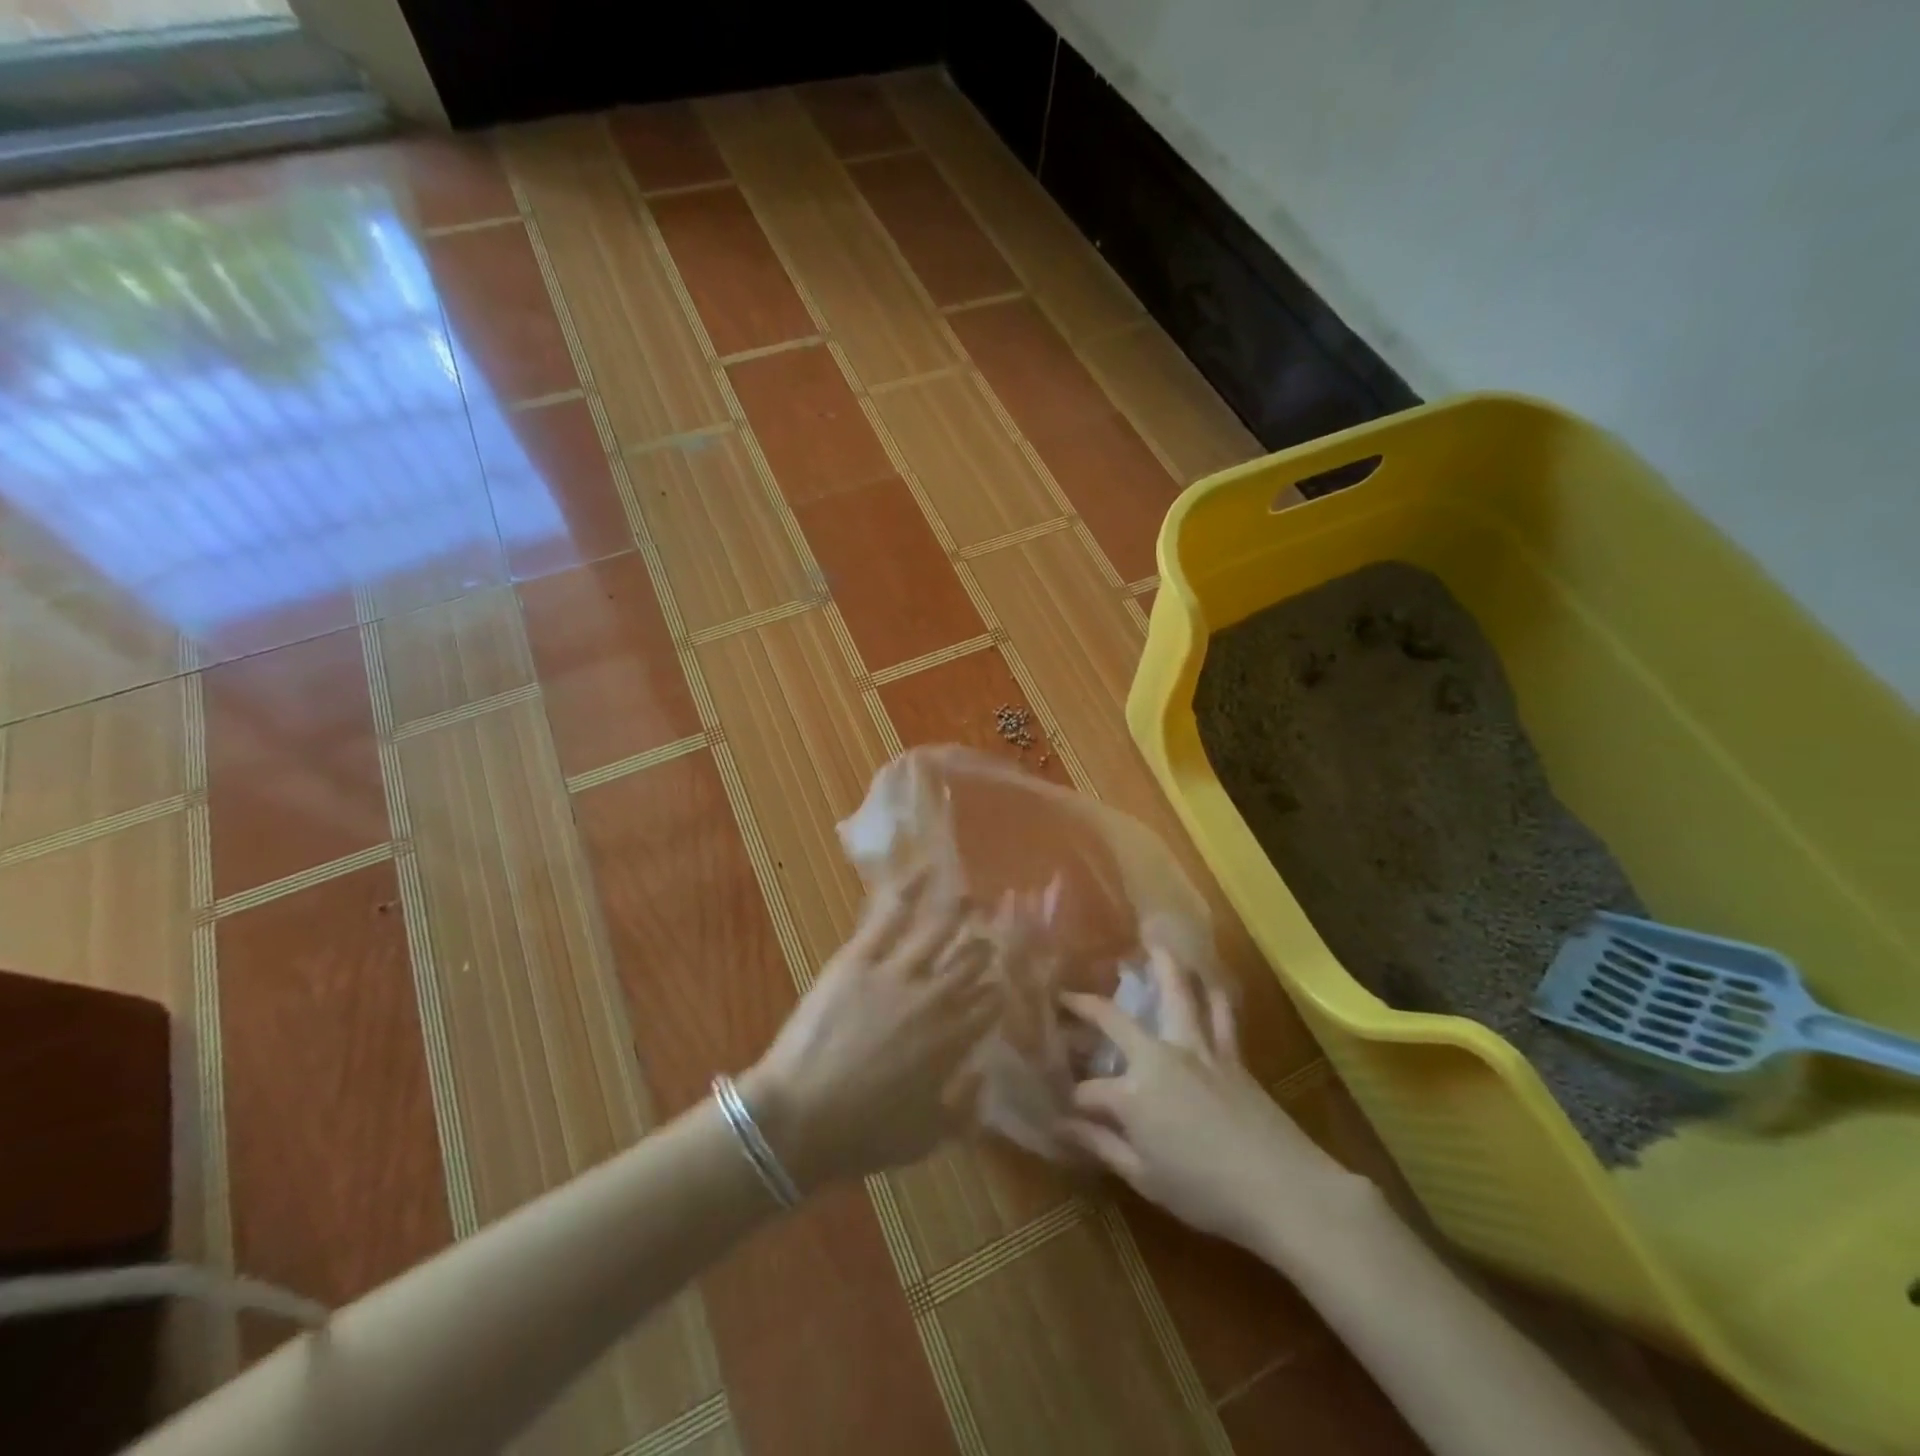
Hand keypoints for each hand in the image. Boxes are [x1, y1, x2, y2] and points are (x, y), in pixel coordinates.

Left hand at [743, 870, 1002, 1190]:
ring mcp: (897, 972)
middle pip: (970, 963)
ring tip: (973, 899)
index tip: (997, 985)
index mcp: (953, 1042)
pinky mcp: (860, 957)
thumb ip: (965, 1108)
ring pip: (939, 931)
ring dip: (960, 913)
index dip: (995, 993)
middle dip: (983, 949)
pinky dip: (911, 889)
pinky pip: (891, 915)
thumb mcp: (927, 1138)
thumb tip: (983, 1076)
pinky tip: (928, 871)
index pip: (988, 1005)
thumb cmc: (864, 1135)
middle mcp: (935, 999)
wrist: (800, 1118)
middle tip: (988, 939)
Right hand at [1059, 949, 1364, 1255]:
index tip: (1064, 1111)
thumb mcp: (1145, 1178)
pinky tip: (1209, 982)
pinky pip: (1221, 1014)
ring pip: (1177, 994)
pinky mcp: (1231, 1054)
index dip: (1074, 1101)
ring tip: (1152, 945)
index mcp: (1132, 1094)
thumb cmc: (1207, 1192)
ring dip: (1162, 966)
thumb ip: (1102, 1145)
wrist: (1283, 1188)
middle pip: (1114, 1020)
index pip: (1089, 1091)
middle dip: (1084, 1006)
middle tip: (1067, 995)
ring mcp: (1197, 1049)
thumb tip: (1062, 1125)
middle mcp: (1158, 1057)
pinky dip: (1213, 994)